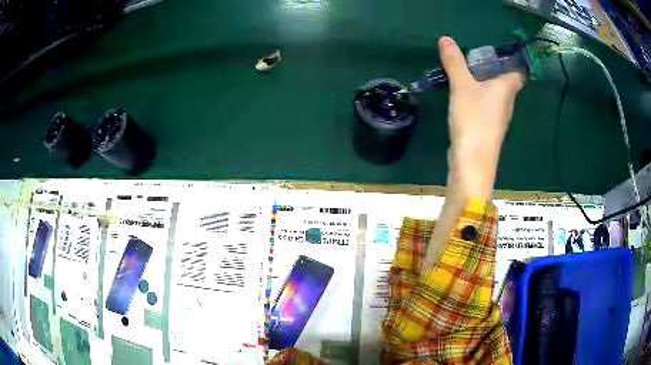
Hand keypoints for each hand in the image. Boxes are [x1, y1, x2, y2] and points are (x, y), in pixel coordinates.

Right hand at [439, 36, 523, 198]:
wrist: (472, 161)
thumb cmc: (474, 119)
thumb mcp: (462, 86)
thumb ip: (455, 62)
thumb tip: (446, 38)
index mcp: (507, 88)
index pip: (518, 70)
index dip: (512, 58)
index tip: (498, 48)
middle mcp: (507, 101)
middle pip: (506, 78)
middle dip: (493, 65)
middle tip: (474, 53)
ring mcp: (498, 115)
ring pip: (494, 91)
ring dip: (483, 80)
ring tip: (466, 68)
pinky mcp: (487, 125)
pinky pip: (485, 102)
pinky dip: (477, 93)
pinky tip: (463, 91)